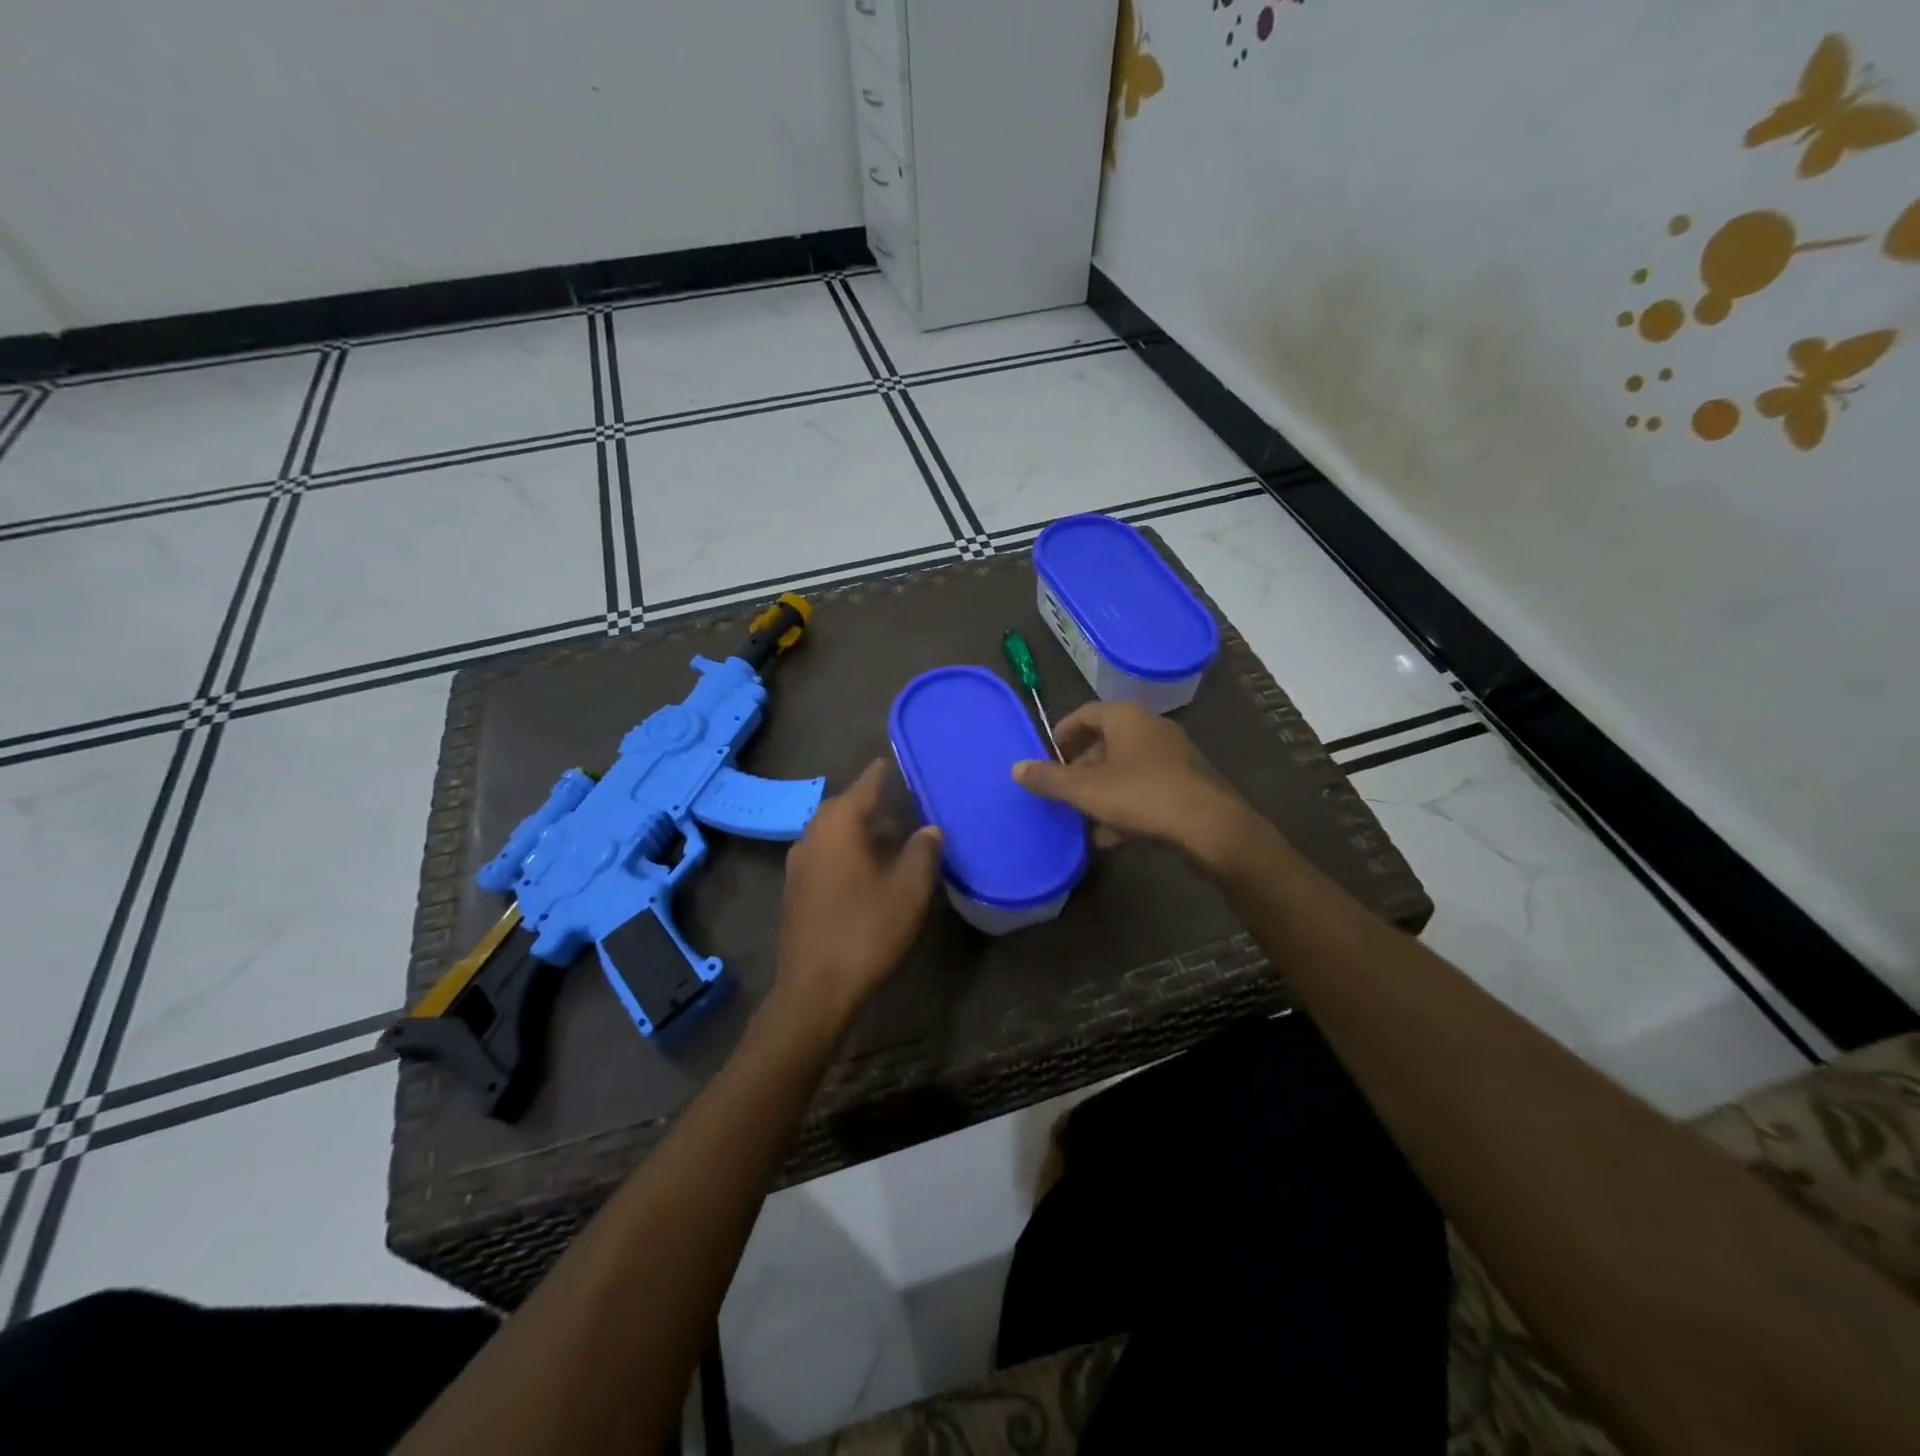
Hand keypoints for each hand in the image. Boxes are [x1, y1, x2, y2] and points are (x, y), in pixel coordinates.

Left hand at [775, 759, 943, 1030]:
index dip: (884, 773)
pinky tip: (868, 870)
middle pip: (846, 807)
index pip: (866, 784)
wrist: (815, 988)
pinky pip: (825, 854)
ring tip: (891, 838)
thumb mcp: (909, 890)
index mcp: (839, 825)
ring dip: (860, 830)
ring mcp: (799, 862)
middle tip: (904, 806)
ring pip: (833, 832)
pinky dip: (847, 851)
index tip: (896, 761)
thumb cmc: (866, 931)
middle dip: (874, 804)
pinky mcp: (795, 888)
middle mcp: (813, 834)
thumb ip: (923, 852)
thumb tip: (929, 829)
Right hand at [1013, 701, 1254, 867]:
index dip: (1064, 732)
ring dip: (1103, 788)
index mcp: (1126, 718)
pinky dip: (1126, 803)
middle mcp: (1151, 728)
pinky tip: (1112, 835)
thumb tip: (1016, 768)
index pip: (1086, 713)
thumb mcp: (1085, 790)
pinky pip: (1147, 787)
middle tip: (1063, 788)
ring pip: (1127, 767)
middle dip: (1082, 766)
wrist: (1210, 826)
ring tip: (1083, 815)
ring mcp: (1174, 755)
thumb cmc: (1141, 796)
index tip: (1048, 754)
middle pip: (1107, 741)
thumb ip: (1049, 779)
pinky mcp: (1188, 782)